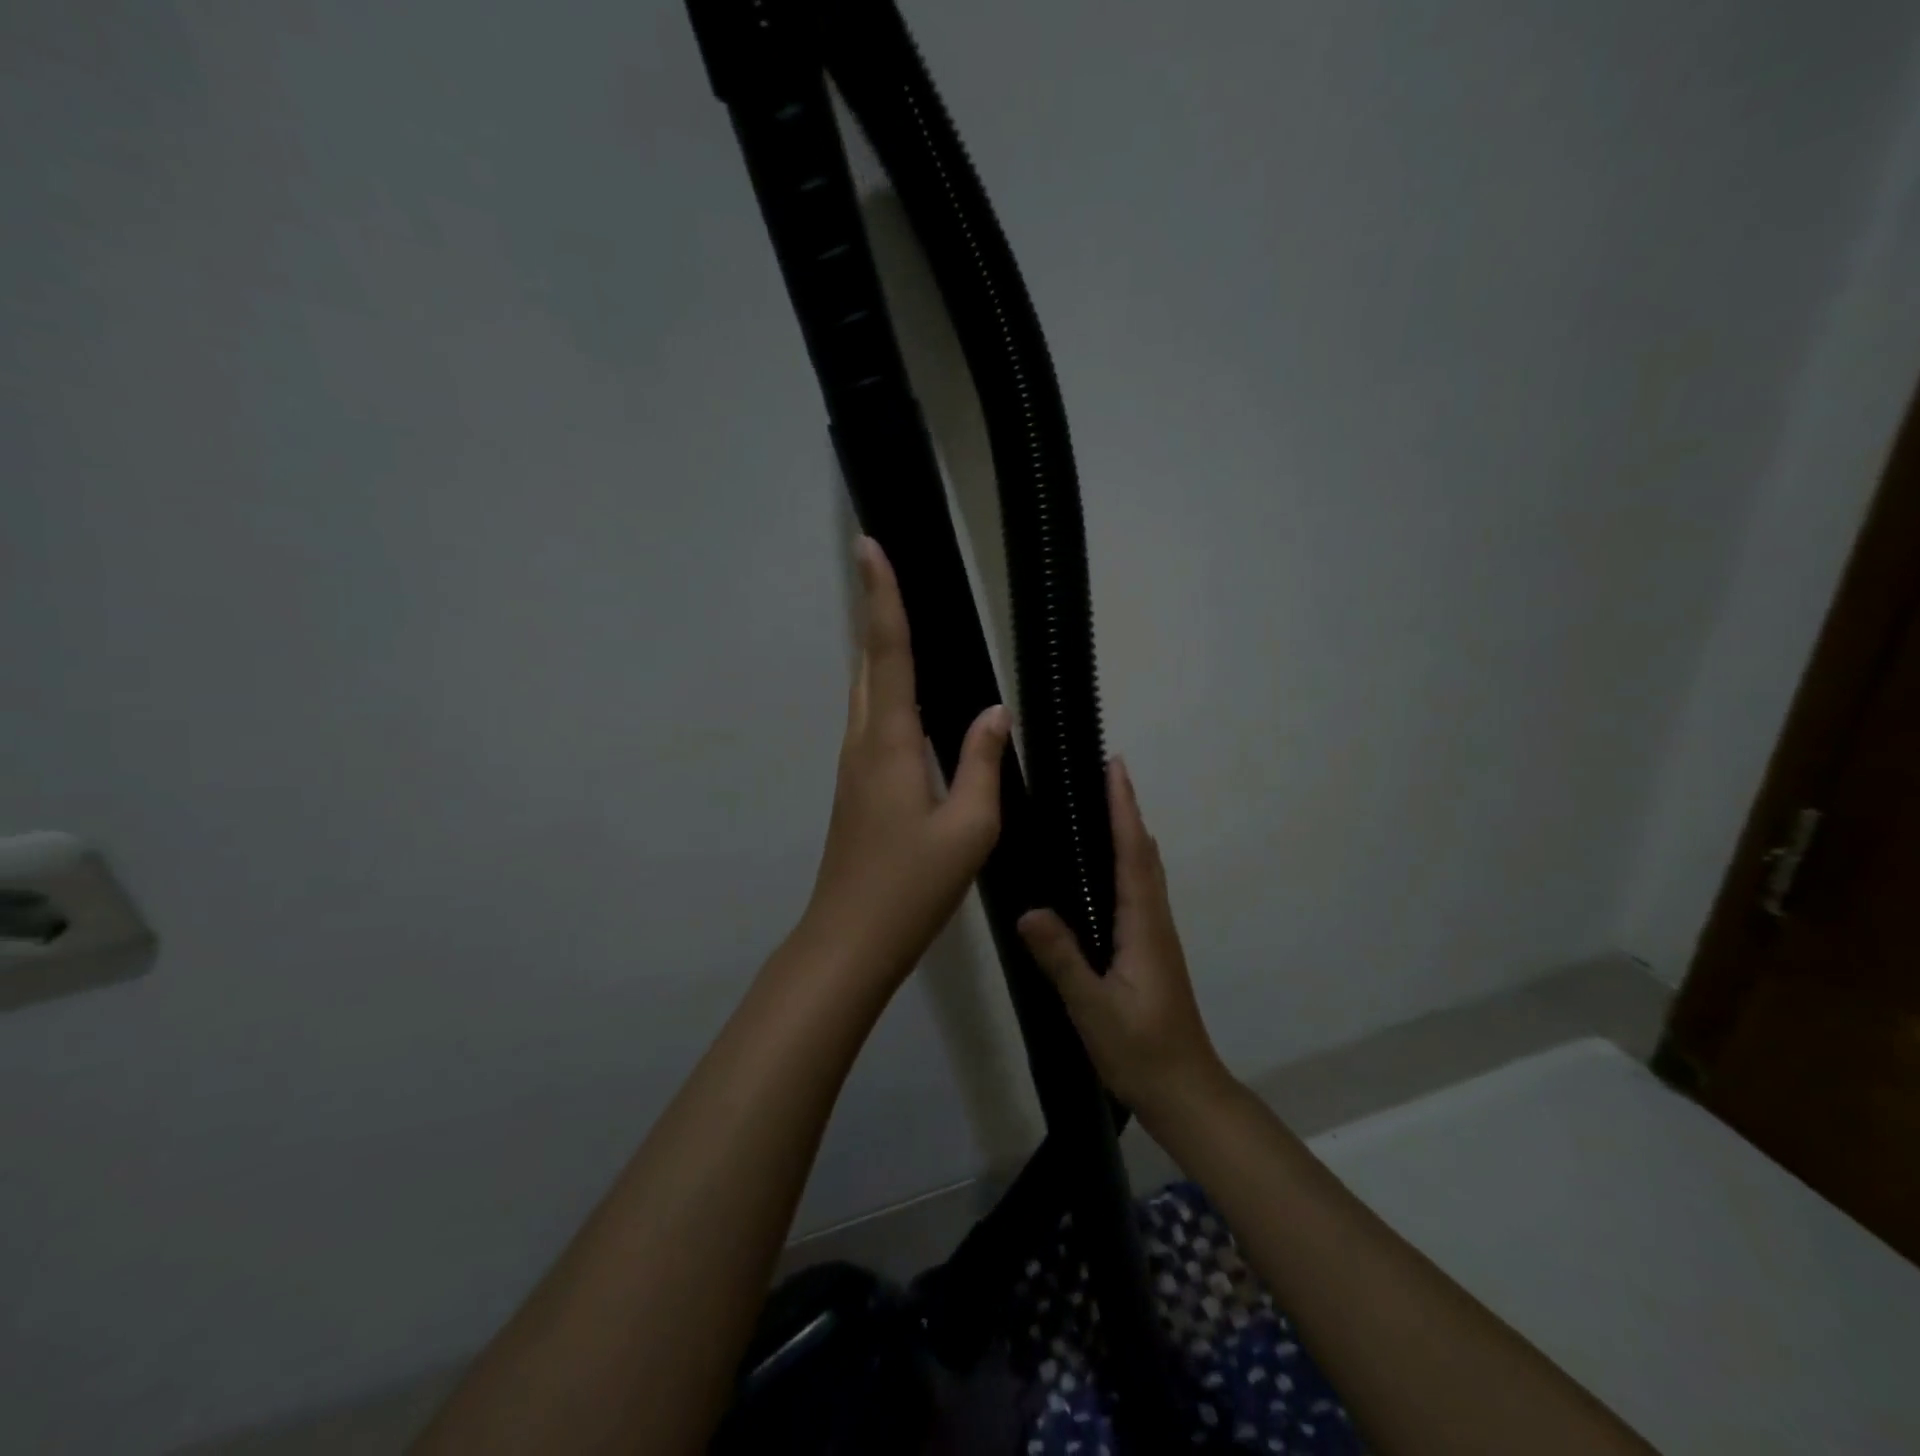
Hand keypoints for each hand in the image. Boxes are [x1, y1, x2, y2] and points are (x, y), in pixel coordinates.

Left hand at [795, 537, 1010, 988]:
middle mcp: (863, 742)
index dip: (883, 597)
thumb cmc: (912, 886)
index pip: (889, 653)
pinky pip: (871, 720)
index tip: (870, 547)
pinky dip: (886, 689)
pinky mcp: (855, 786)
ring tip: (901, 617)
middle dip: (877, 611)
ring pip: (866, 691)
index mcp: (890, 743)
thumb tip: (994, 712)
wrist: (850, 939)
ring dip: (880, 650)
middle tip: (885, 567)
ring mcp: (853, 766)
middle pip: (869, 662)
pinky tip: (909, 697)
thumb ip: (981, 763)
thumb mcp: (968, 828)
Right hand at [1018, 759, 1230, 1124]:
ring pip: (1145, 870)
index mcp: (1143, 925)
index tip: (1114, 767)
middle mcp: (1154, 921)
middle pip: (1143, 852)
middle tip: (1105, 773)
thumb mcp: (1094, 1008)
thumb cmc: (1140, 1050)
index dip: (1123, 809)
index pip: (1132, 854)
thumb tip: (1028, 909)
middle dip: (1126, 809)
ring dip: (1130, 831)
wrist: (1184, 1090)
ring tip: (1106, 805)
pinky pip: (1140, 889)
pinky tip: (1109, 868)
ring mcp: (1156, 935)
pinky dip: (1129, 860)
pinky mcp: (1150, 949)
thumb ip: (1062, 959)